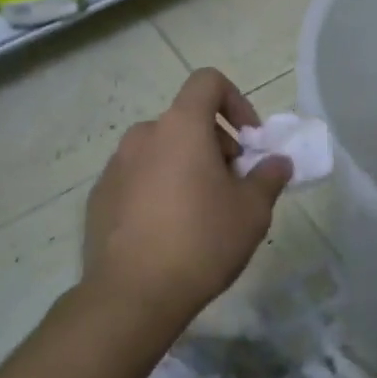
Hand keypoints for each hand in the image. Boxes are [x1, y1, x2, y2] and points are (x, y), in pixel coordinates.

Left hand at [82, 68, 292, 321]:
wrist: (132, 295)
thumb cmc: (201, 241)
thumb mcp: (252, 210)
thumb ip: (269, 177)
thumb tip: (277, 162)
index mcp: (180, 126)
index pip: (207, 81)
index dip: (235, 101)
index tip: (249, 141)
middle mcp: (143, 136)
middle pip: (186, 121)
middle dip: (216, 144)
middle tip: (233, 186)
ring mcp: (115, 166)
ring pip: (161, 151)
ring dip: (186, 167)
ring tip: (202, 212)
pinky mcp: (99, 198)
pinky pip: (138, 179)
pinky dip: (158, 189)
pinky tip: (169, 232)